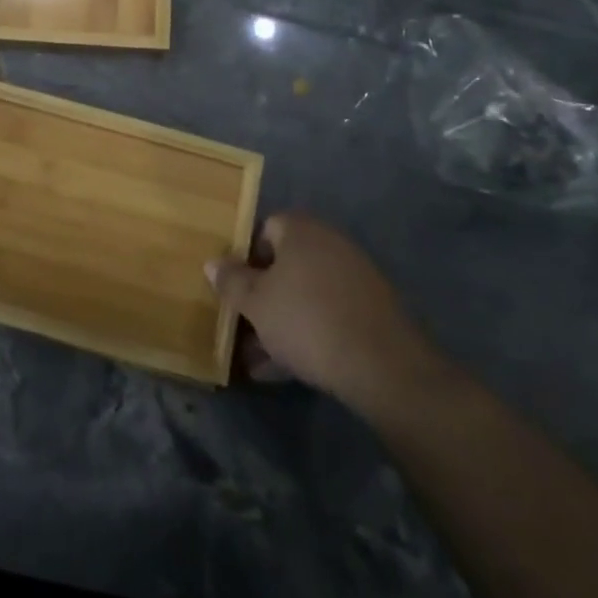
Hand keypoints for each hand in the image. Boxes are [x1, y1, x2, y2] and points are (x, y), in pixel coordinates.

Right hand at [206, 213, 443, 413]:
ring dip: (282, 321)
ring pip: (306, 294)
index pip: (265, 229)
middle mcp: (330, 243)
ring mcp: (355, 277)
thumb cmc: (306, 321)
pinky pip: (329, 314)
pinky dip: (309, 333)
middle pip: (285, 265)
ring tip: (260, 359)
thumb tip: (213, 263)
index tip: (234, 289)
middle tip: (243, 326)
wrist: (384, 367)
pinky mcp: (373, 311)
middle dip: (263, 296)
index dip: (245, 258)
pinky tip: (290, 369)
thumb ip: (231, 281)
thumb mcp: (255, 303)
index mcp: (300, 230)